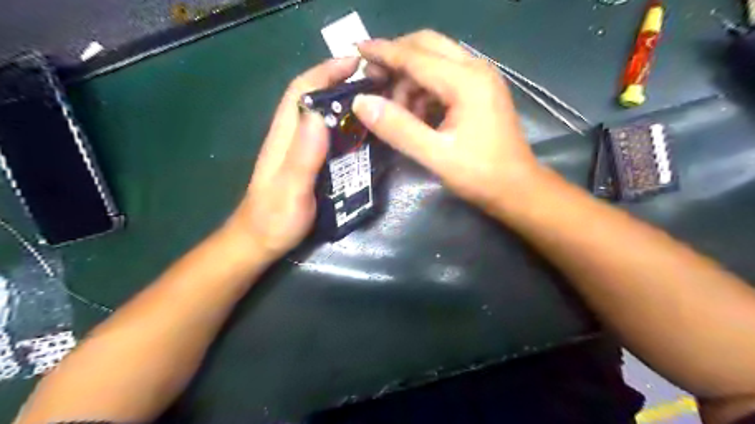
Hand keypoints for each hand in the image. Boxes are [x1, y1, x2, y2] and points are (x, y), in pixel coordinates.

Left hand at [228, 57, 359, 261]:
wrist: (260, 242)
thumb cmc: (274, 218)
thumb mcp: (291, 188)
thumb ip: (303, 155)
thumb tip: (320, 113)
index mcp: (284, 136)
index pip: (301, 91)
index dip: (325, 71)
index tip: (355, 62)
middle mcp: (291, 136)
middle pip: (312, 98)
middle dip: (339, 81)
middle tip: (373, 81)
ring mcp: (298, 150)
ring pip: (320, 116)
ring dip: (343, 103)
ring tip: (373, 102)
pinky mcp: (306, 163)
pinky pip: (327, 137)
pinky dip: (344, 127)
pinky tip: (361, 134)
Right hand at [355, 28, 542, 210]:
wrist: (517, 188)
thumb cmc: (479, 174)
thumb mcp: (435, 155)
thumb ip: (398, 128)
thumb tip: (361, 103)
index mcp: (466, 81)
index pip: (415, 56)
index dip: (383, 52)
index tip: (356, 50)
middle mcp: (476, 69)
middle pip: (427, 45)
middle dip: (396, 58)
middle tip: (372, 80)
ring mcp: (481, 78)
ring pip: (435, 61)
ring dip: (410, 79)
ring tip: (396, 112)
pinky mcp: (480, 91)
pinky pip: (444, 77)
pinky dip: (424, 89)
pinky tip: (417, 115)